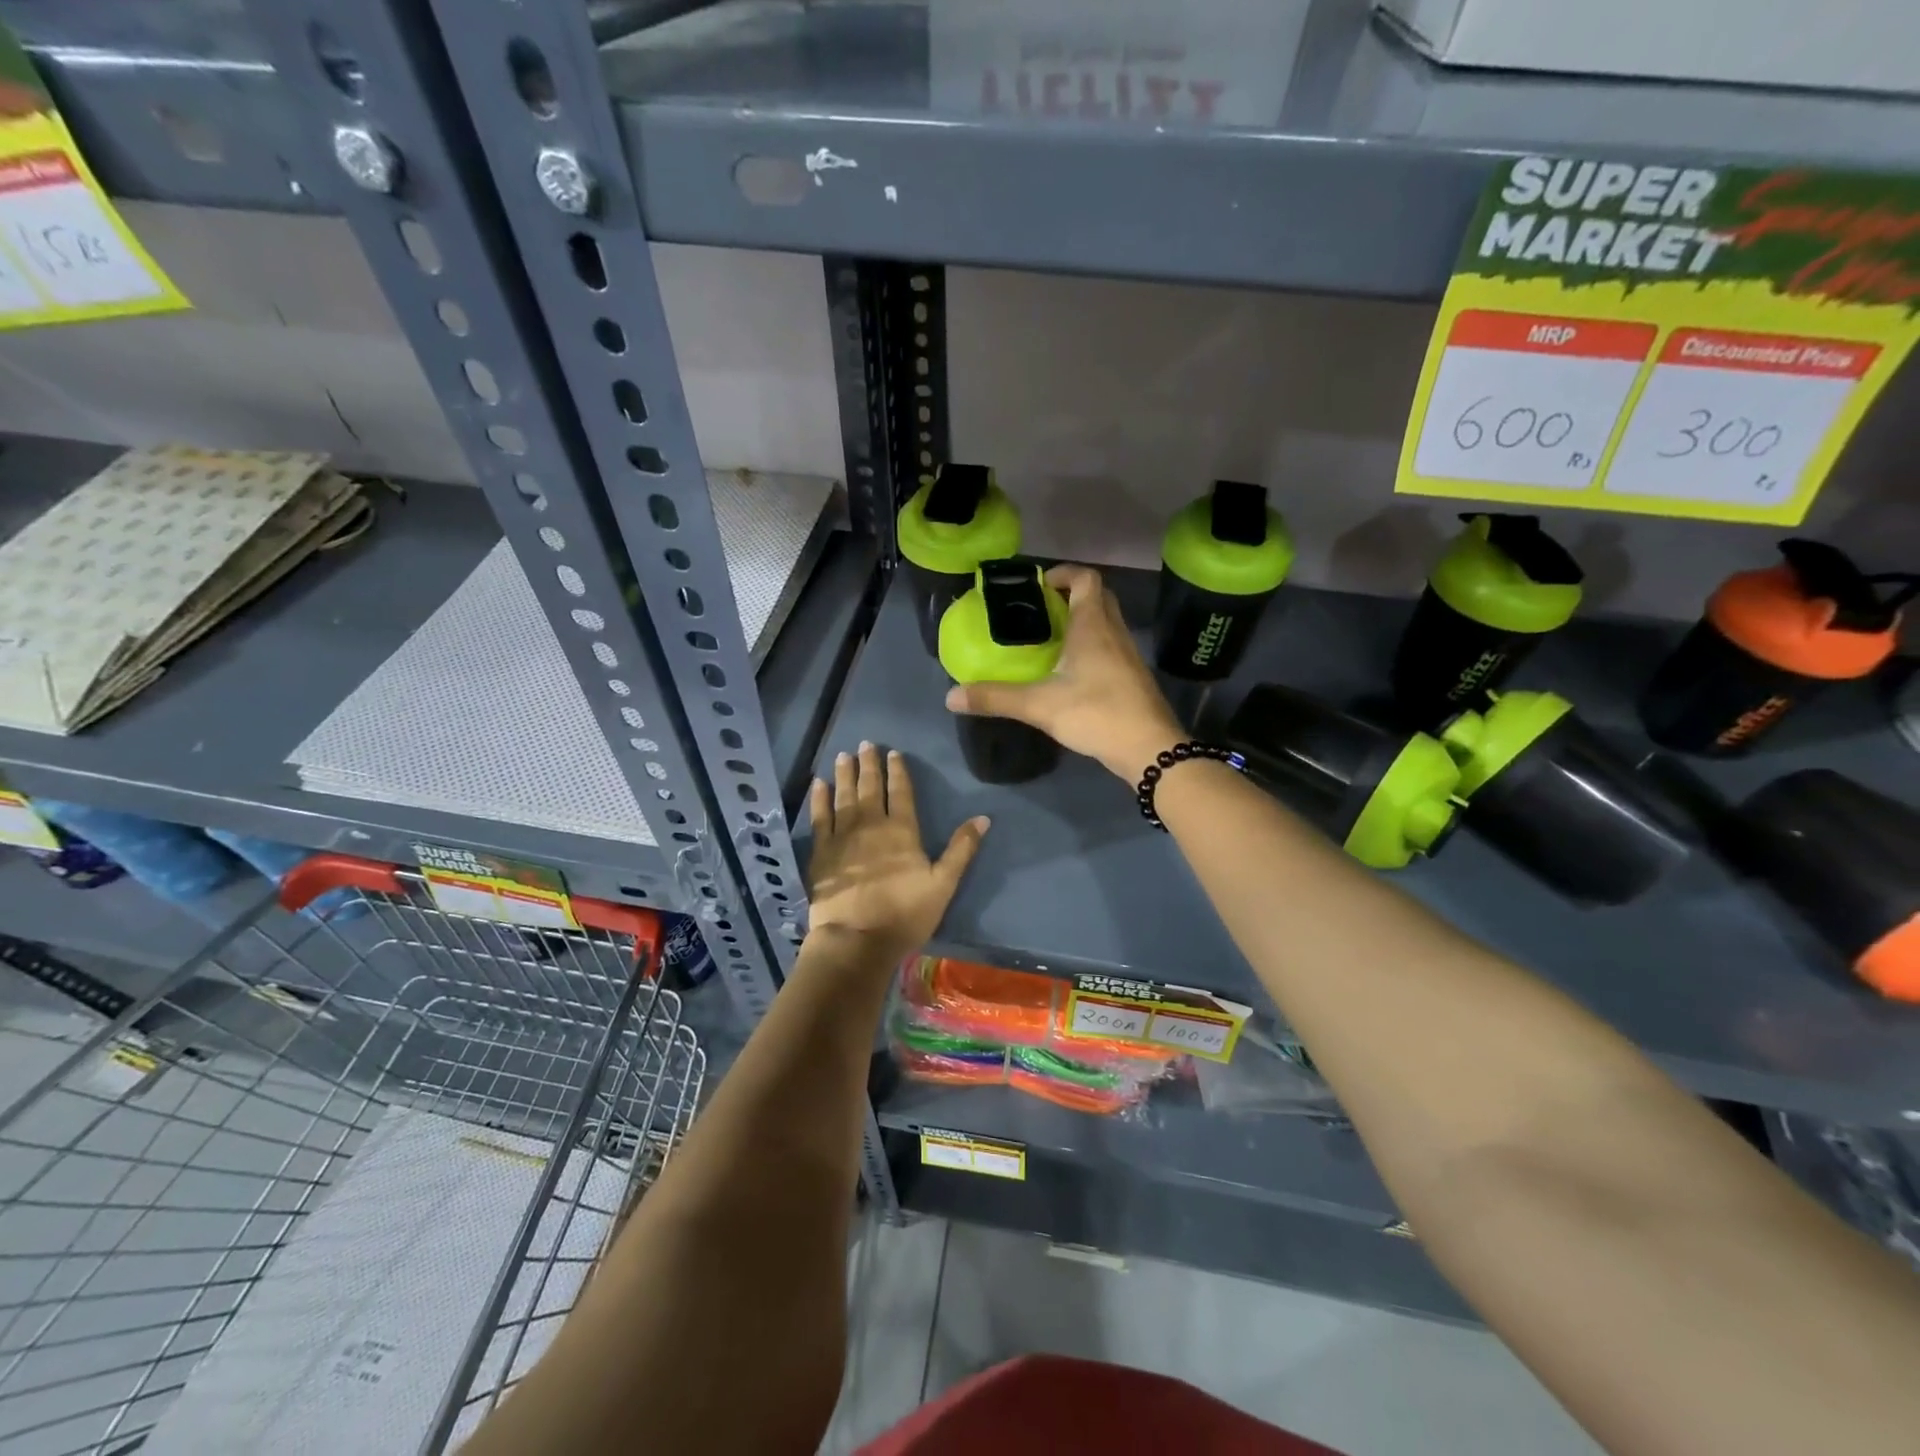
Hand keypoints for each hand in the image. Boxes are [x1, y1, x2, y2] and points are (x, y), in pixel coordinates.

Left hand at [805, 741, 988, 959]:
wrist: (857, 939)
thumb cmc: (905, 914)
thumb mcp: (943, 884)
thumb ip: (961, 849)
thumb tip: (983, 817)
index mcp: (903, 830)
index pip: (901, 792)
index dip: (898, 771)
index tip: (894, 753)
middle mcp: (872, 824)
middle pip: (871, 787)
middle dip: (869, 764)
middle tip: (865, 744)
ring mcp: (843, 836)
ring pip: (844, 796)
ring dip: (844, 774)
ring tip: (843, 756)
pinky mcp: (822, 851)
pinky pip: (820, 817)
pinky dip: (820, 799)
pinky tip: (818, 785)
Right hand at [945, 564, 1183, 780]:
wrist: (1149, 749)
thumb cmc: (1096, 713)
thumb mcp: (1039, 705)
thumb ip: (995, 698)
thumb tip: (951, 696)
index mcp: (1093, 625)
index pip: (1085, 579)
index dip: (1063, 574)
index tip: (1037, 585)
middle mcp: (1113, 631)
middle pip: (1097, 597)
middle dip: (1069, 597)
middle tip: (1038, 612)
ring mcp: (1127, 654)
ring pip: (1105, 623)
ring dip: (1080, 623)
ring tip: (1048, 640)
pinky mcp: (1131, 677)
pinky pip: (1109, 647)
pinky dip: (1090, 647)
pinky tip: (1069, 672)